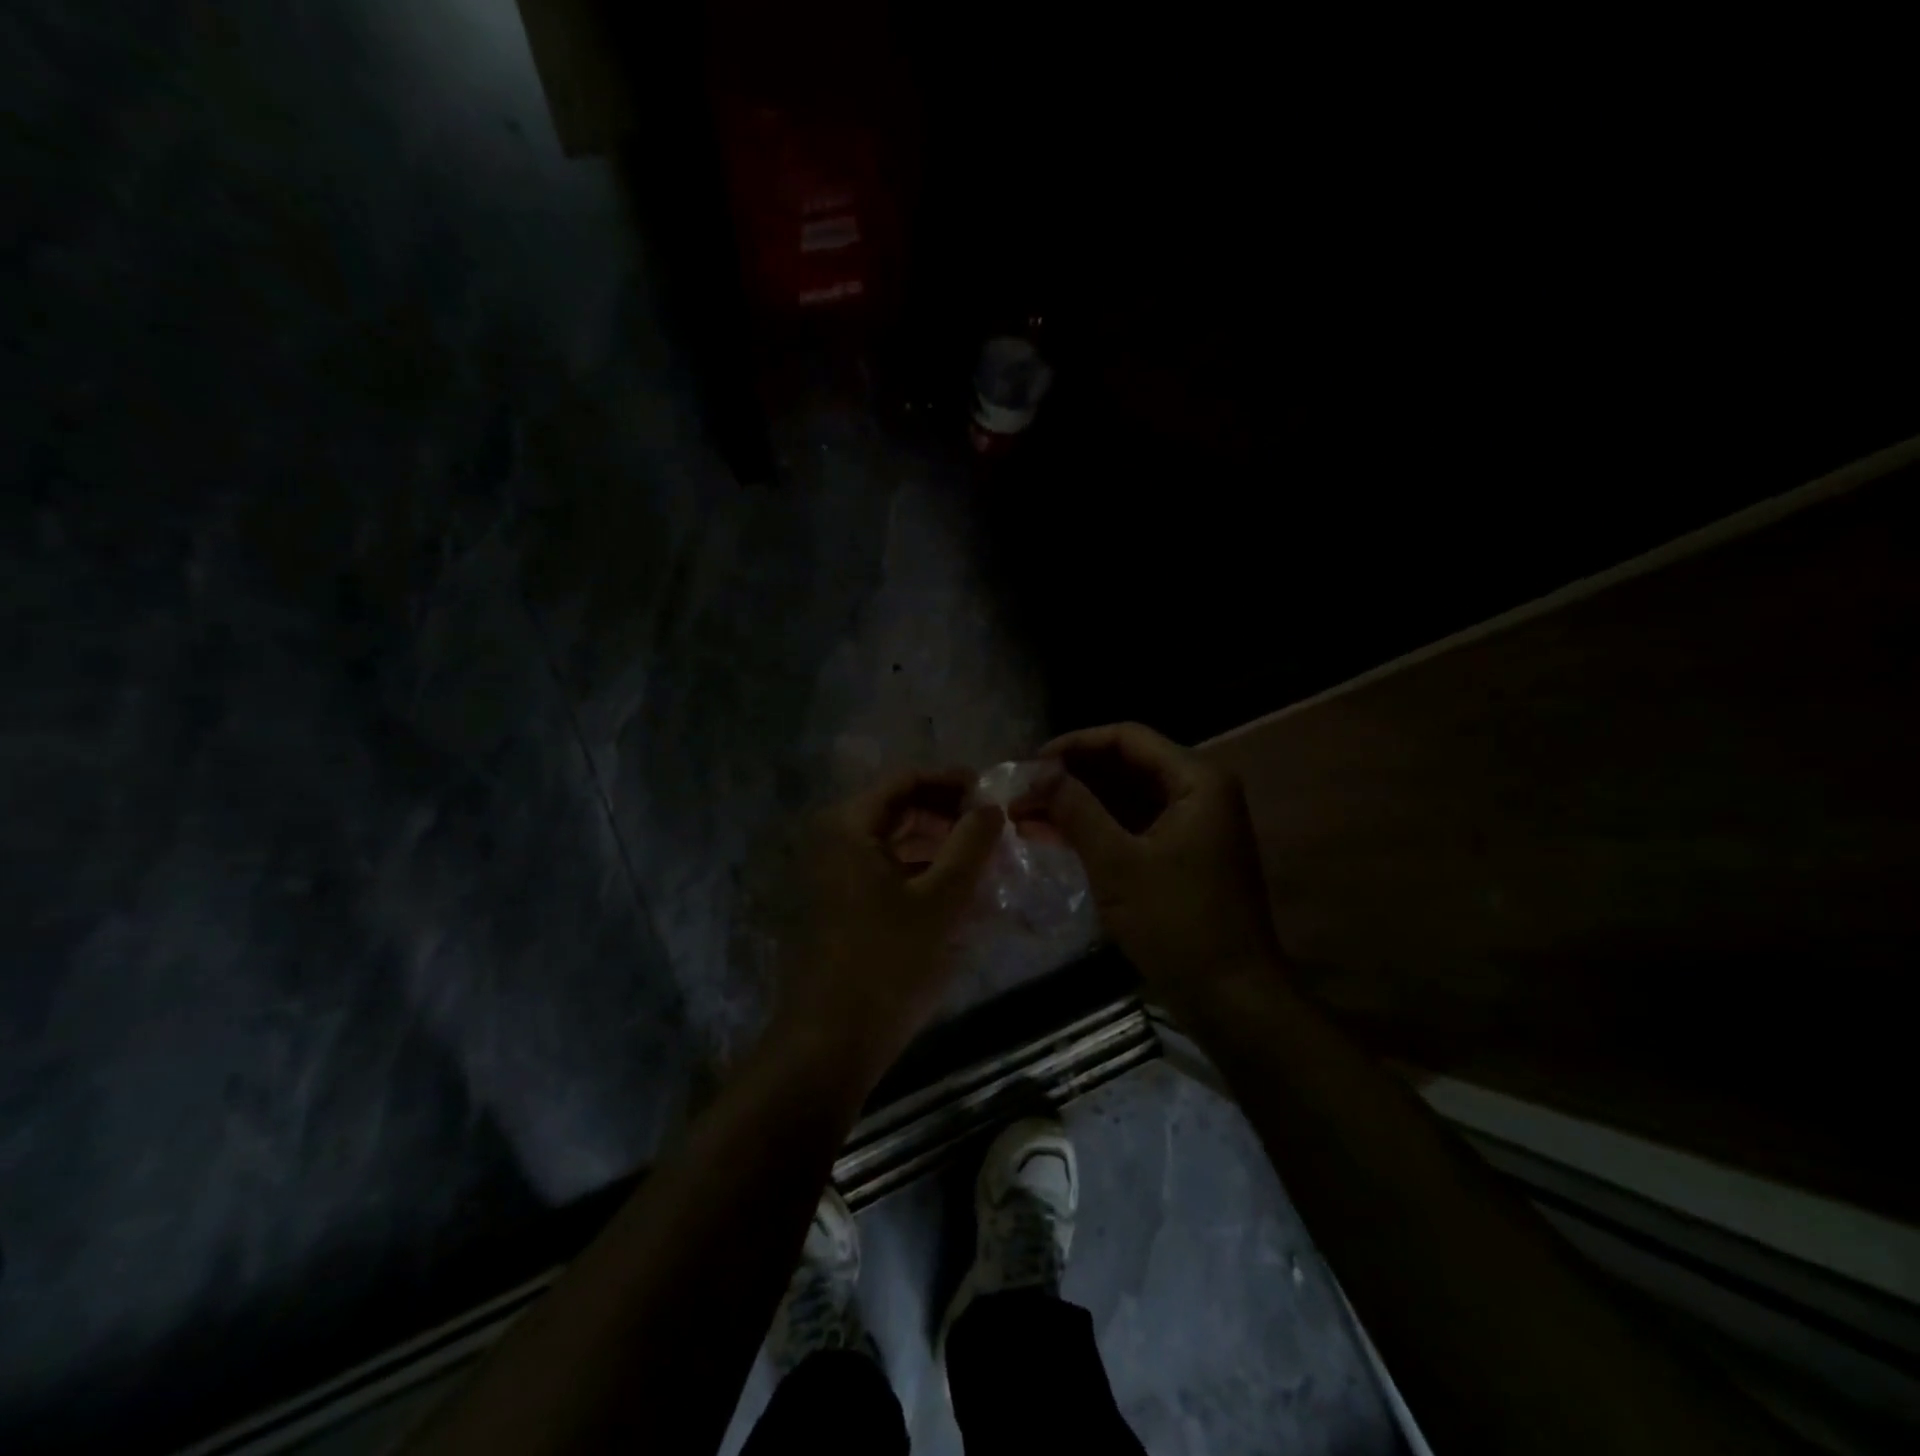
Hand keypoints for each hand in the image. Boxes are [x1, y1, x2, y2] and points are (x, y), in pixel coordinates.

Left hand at [773, 769, 1003, 1088]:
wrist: (830, 1043)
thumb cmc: (888, 963)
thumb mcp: (941, 900)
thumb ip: (970, 845)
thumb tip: (992, 805)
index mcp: (849, 827)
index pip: (906, 780)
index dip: (952, 781)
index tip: (992, 795)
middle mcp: (834, 841)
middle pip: (898, 808)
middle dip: (947, 814)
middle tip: (992, 830)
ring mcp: (833, 876)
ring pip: (894, 842)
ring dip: (937, 845)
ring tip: (982, 861)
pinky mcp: (840, 906)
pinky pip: (886, 872)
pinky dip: (920, 872)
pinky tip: (954, 892)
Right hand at [1039, 723, 1283, 1014]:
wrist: (1231, 999)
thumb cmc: (1178, 924)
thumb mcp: (1118, 863)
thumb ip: (1076, 809)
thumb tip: (1037, 772)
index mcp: (1196, 781)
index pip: (1127, 738)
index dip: (1074, 744)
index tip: (1029, 763)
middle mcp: (1198, 792)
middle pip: (1124, 765)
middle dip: (1070, 776)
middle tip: (1020, 791)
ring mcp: (1191, 824)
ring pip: (1124, 797)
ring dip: (1077, 803)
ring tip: (1024, 813)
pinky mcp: (1181, 854)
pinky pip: (1131, 825)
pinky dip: (1094, 828)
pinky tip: (1051, 835)